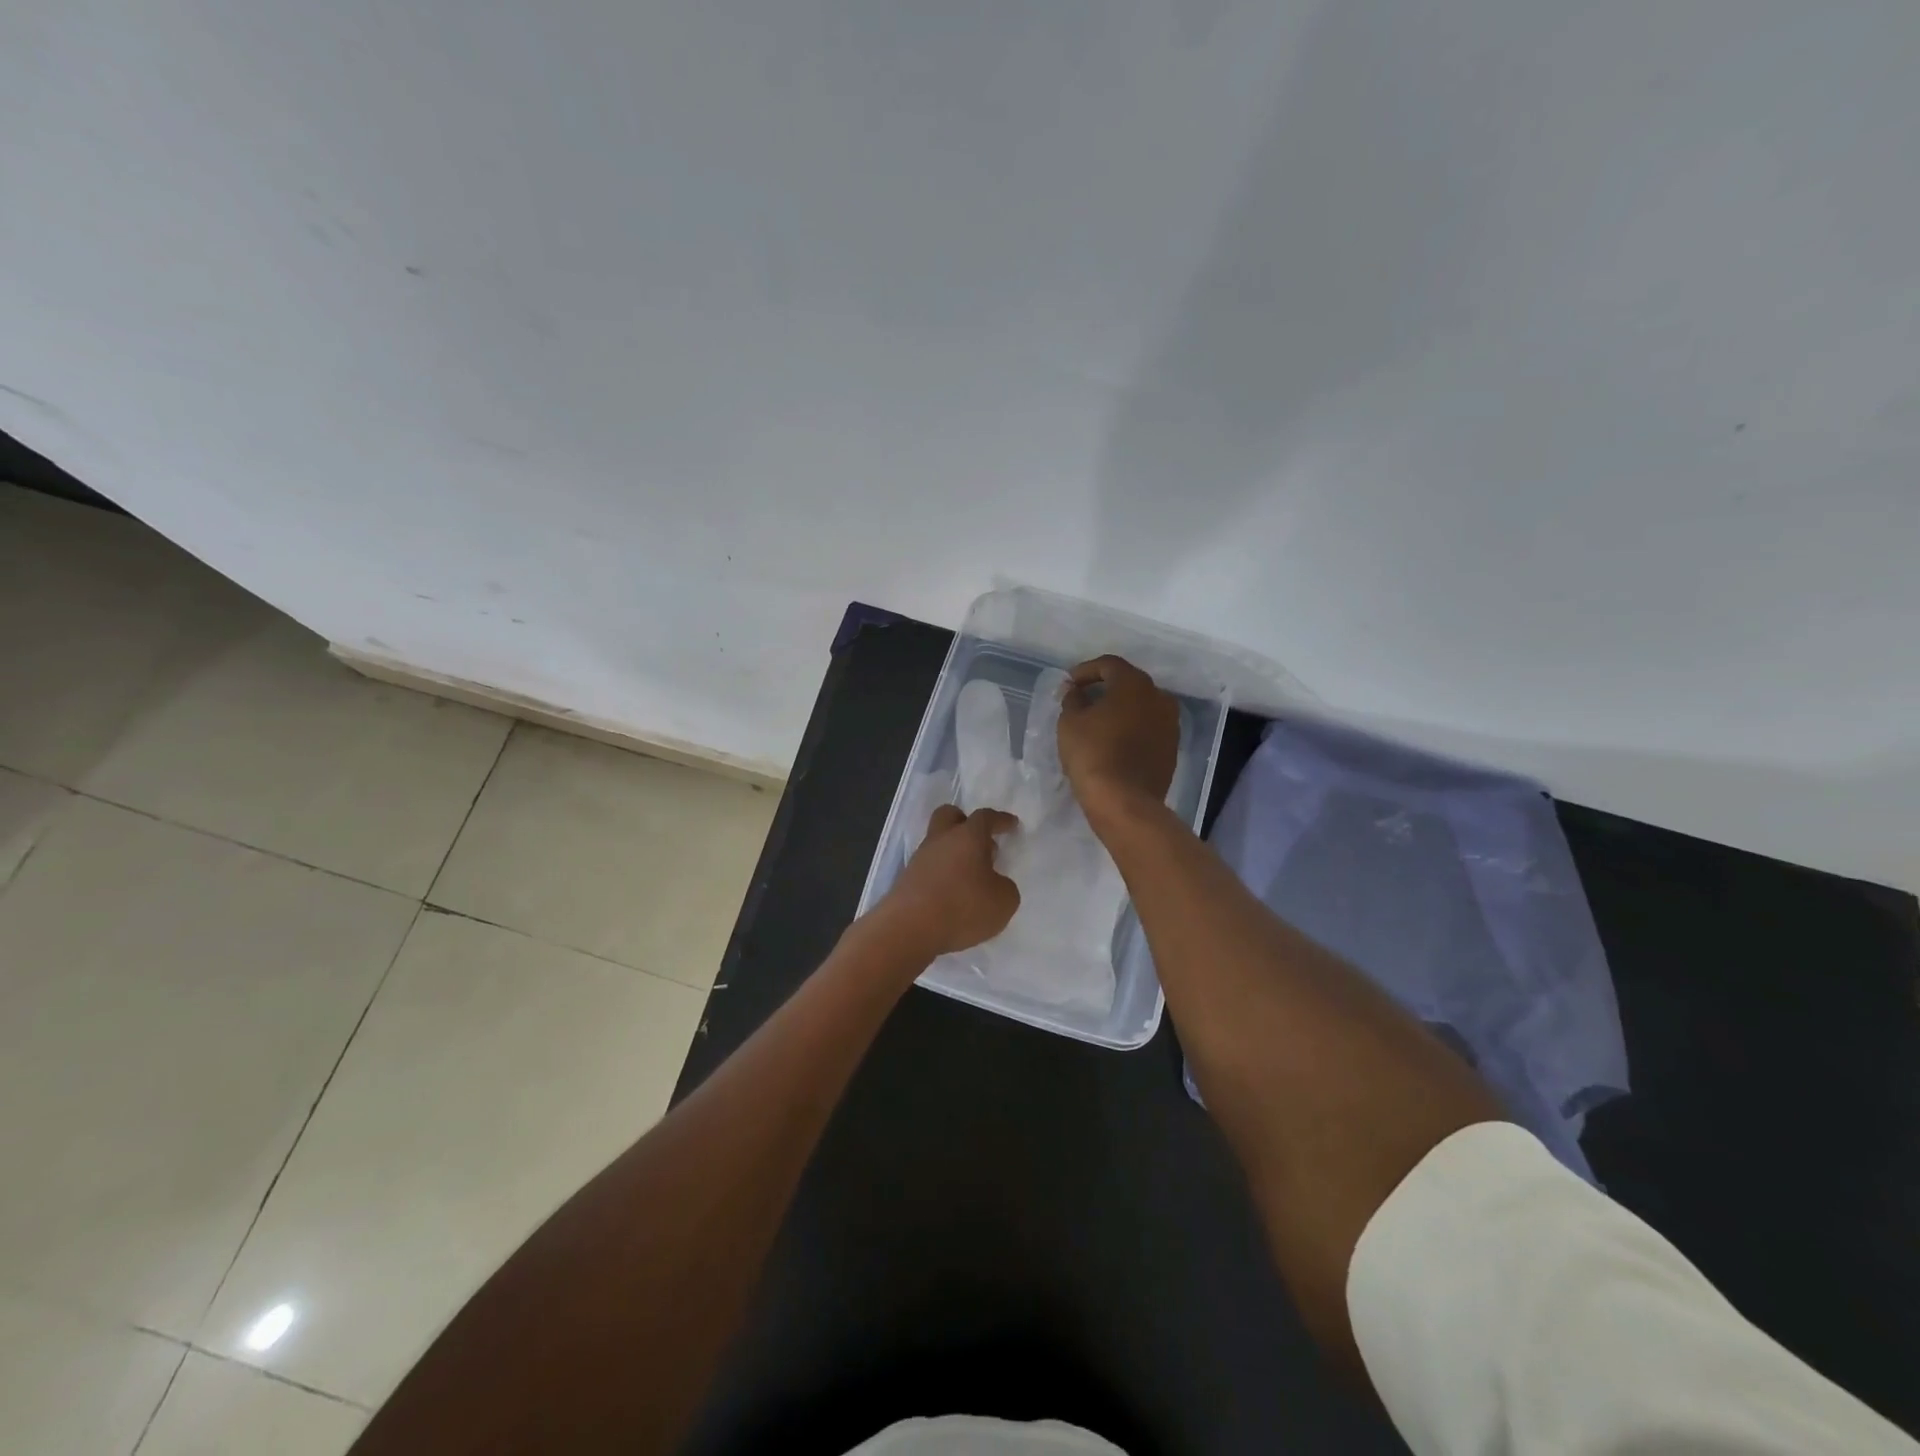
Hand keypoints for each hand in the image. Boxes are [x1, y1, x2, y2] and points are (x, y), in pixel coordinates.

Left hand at [876, 805, 1020, 957]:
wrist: (909, 928)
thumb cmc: (963, 907)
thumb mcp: (1003, 901)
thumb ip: (1004, 887)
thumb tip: (995, 883)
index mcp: (967, 836)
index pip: (986, 818)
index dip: (1000, 820)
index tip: (1011, 824)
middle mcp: (941, 840)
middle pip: (949, 816)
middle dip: (965, 822)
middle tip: (980, 842)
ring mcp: (920, 859)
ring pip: (937, 844)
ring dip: (953, 853)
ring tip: (970, 877)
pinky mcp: (906, 880)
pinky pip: (929, 868)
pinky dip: (942, 875)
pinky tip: (952, 894)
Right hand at [1057, 655, 1179, 819]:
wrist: (1124, 800)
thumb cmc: (1093, 753)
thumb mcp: (1070, 721)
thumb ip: (1073, 698)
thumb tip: (1076, 691)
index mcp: (1134, 683)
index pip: (1108, 665)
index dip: (1085, 671)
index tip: (1069, 684)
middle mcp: (1159, 697)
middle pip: (1128, 683)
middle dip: (1105, 688)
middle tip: (1083, 700)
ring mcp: (1170, 723)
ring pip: (1141, 707)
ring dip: (1121, 709)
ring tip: (1099, 722)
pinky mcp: (1171, 748)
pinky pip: (1148, 728)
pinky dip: (1132, 728)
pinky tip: (1115, 742)